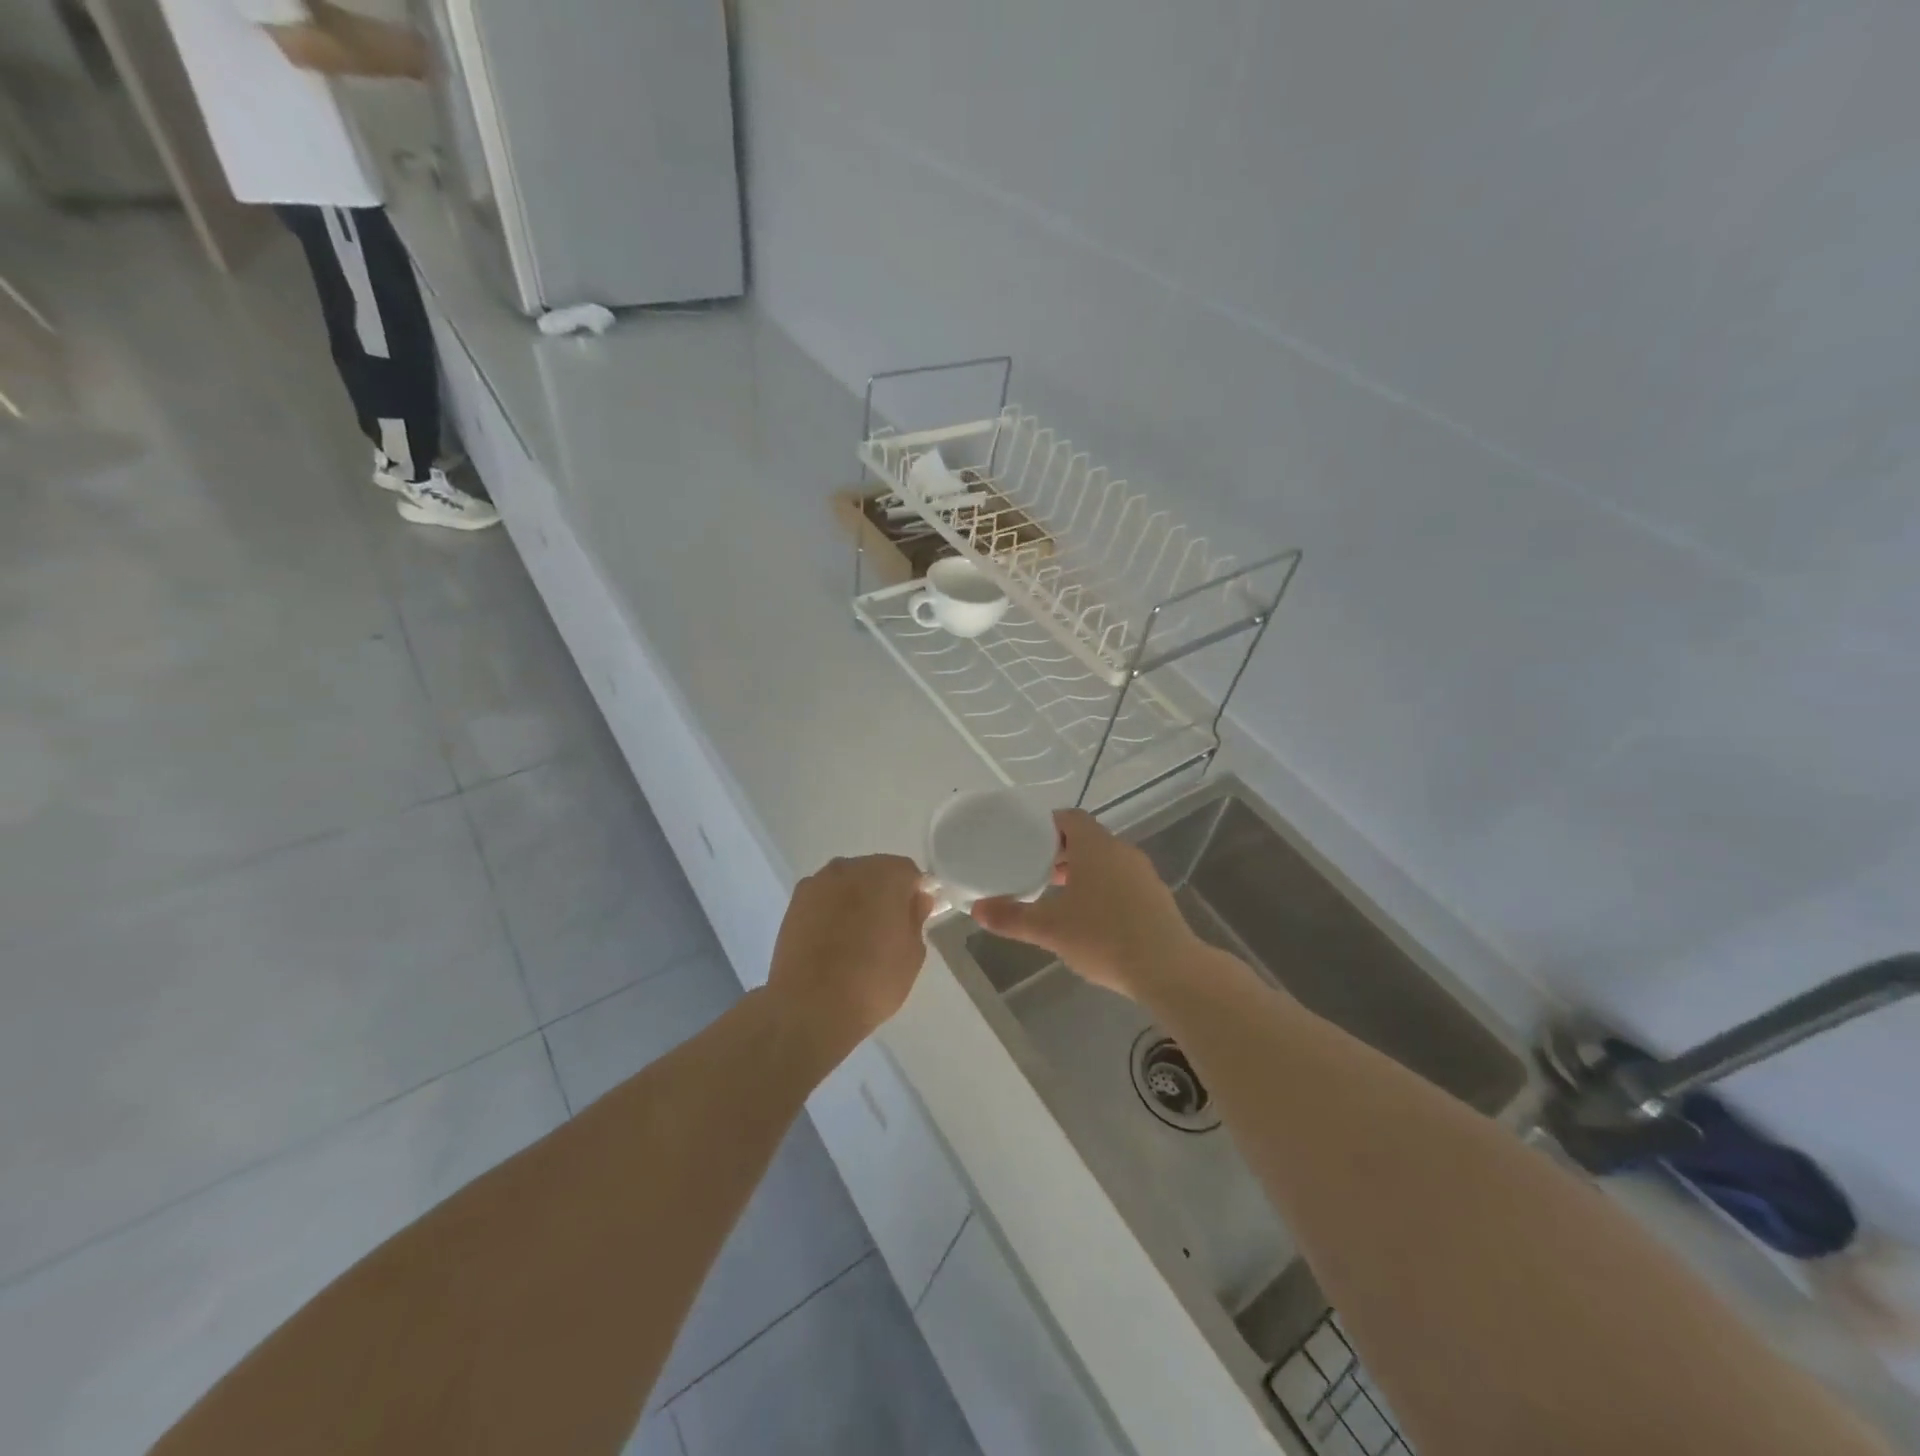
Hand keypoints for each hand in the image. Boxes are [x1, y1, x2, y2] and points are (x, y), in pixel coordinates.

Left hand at [765, 855, 933, 1058]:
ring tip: (857, 935)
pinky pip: (824, 897)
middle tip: (888, 927)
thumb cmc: (872, 981)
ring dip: (855, 898)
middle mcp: (849, 868)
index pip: (908, 871)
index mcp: (885, 875)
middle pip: (875, 871)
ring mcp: (818, 883)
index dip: (915, 892)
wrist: (810, 1006)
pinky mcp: (795, 902)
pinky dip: (831, 909)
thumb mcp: (912, 955)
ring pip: (847, 882)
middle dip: (884, 892)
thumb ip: (916, 918)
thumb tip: (917, 899)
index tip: (916, 916)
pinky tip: (832, 939)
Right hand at [971, 810, 1195, 999]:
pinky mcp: (1156, 898)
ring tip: (1058, 895)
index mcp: (1095, 847)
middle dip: (1060, 852)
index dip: (1046, 824)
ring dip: (1083, 872)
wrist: (1168, 969)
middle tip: (1034, 868)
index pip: (1069, 818)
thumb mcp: (1049, 929)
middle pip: (1087, 839)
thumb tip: (977, 910)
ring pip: (1106, 862)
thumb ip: (1011, 917)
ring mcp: (1143, 875)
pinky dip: (1103, 889)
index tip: (1026, 838)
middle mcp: (1121, 851)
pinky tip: (1091, 918)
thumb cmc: (1103, 937)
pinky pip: (1122, 882)